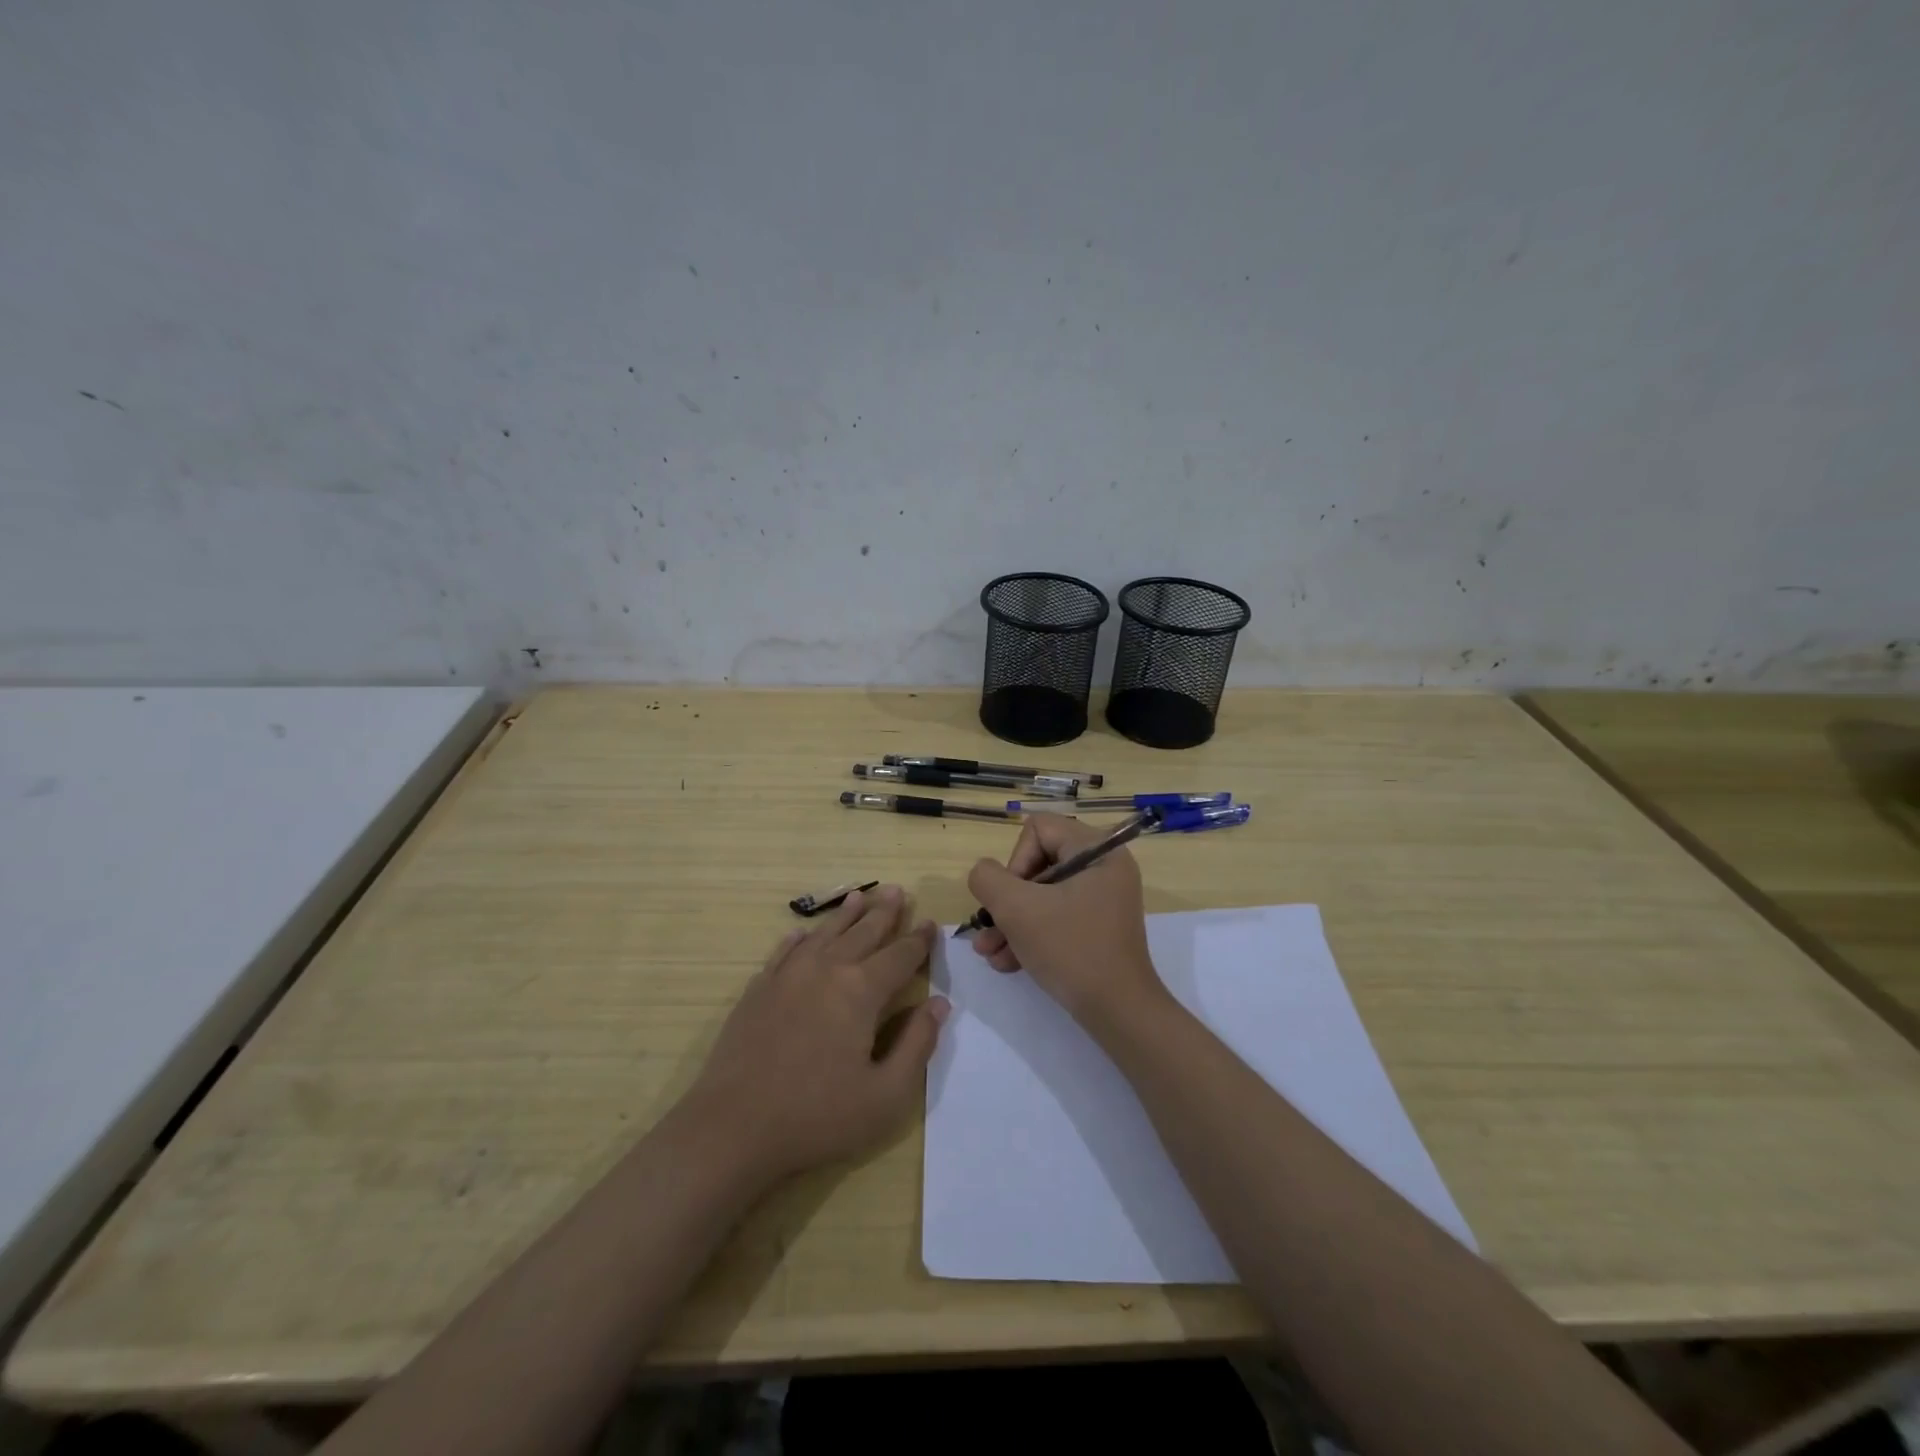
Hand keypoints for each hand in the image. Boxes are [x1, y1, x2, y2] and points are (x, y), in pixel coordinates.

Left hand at [682, 886, 946, 1183]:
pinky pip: (784, 952)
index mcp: (861, 991)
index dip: (918, 940)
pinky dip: (798, 939)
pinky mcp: (757, 991)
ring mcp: (787, 977)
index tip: (931, 923)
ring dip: (845, 915)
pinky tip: (803, 933)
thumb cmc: (817, 1117)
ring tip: (859, 896)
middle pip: (862, 933)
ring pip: (824, 935)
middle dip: (884, 913)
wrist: (732, 1128)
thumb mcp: (885, 1094)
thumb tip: (939, 1004)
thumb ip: (917, 1045)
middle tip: (898, 891)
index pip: (899, 956)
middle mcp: (826, 970)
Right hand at [966, 814, 1166, 1032]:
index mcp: (1098, 850)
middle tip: (988, 930)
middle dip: (1006, 901)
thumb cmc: (1070, 949)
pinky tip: (1007, 962)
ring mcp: (1102, 899)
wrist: (1118, 1012)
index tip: (1012, 898)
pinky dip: (1030, 935)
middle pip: (1037, 863)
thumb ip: (988, 879)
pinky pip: (1055, 917)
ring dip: (1010, 922)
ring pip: (1042, 895)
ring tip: (989, 952)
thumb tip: (984, 874)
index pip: (1039, 829)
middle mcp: (1104, 868)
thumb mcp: (1017, 908)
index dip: (1015, 861)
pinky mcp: (1097, 927)